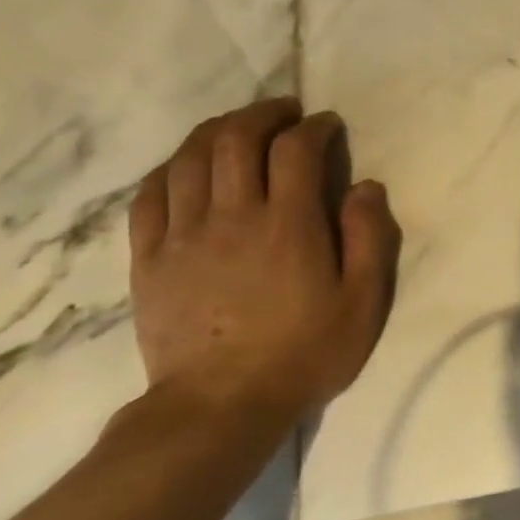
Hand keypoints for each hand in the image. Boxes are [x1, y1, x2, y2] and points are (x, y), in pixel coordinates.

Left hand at [128, 98, 400, 425]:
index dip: (314, 127)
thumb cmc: (305, 352)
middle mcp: (232, 216)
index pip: (295, 150)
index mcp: (288, 224)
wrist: (220, 406)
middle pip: (235, 139)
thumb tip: (366, 187)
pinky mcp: (149, 258)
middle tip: (284, 113)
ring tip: (238, 127)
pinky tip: (185, 166)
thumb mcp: (363, 301)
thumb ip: (370, 238)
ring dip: (216, 131)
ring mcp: (182, 235)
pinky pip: (149, 195)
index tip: (328, 126)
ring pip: (188, 158)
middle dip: (262, 114)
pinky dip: (169, 167)